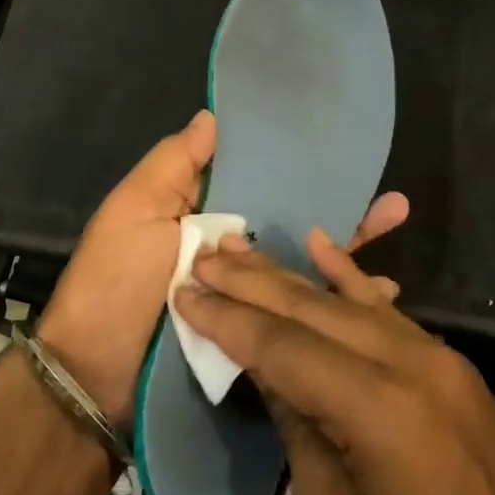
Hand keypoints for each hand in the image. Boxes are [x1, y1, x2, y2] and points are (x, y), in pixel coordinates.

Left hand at [37, 110, 408, 425]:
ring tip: (396, 231)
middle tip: (393, 201)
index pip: (257, 181)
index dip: (295, 167)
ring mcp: (245, 296)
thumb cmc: (115, 283)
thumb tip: (213, 116)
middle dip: (337, 208)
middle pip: (289, 223)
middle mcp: (227, 250)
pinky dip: (338, 302)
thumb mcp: (134, 211)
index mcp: (199, 213)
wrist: (98, 379)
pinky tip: (382, 296)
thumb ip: (174, 164)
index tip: (341, 152)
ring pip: (302, 265)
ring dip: (349, 250)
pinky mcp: (256, 336)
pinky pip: (300, 312)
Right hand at [174, 235, 494, 494]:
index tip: (184, 292)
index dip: (229, 320)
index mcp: (379, 412)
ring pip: (345, 300)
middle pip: (311, 311)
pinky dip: (348, 274)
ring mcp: (434, 354)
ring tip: (237, 250)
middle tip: (201, 258)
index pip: (284, 349)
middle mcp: (409, 364)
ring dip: (287, 275)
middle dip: (250, 284)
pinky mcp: (446, 359)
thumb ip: (298, 433)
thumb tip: (266, 370)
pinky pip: (386, 307)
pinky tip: (318, 244)